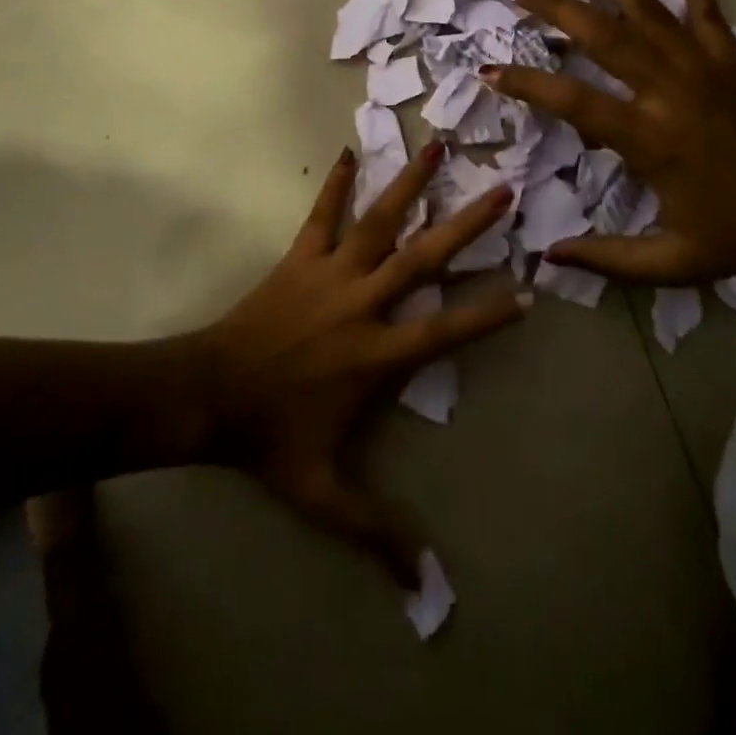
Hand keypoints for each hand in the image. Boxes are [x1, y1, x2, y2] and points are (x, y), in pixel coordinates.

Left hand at [196, 143, 524, 585]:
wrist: (206, 394)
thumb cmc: (269, 439)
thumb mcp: (321, 495)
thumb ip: (373, 532)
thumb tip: (425, 589)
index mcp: (376, 355)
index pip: (445, 330)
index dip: (489, 314)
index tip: (529, 290)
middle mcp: (362, 303)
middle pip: (423, 258)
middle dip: (466, 225)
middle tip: (502, 193)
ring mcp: (329, 273)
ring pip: (378, 221)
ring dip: (409, 183)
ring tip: (438, 148)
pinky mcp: (299, 257)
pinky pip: (321, 214)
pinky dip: (335, 183)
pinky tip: (347, 150)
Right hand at [484, 0, 735, 283]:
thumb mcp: (674, 262)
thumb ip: (608, 259)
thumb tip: (548, 256)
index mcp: (649, 138)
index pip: (572, 101)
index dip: (526, 83)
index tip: (488, 69)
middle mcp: (669, 91)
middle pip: (602, 37)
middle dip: (555, 8)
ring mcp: (703, 68)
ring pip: (647, 13)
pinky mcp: (733, 60)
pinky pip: (709, 13)